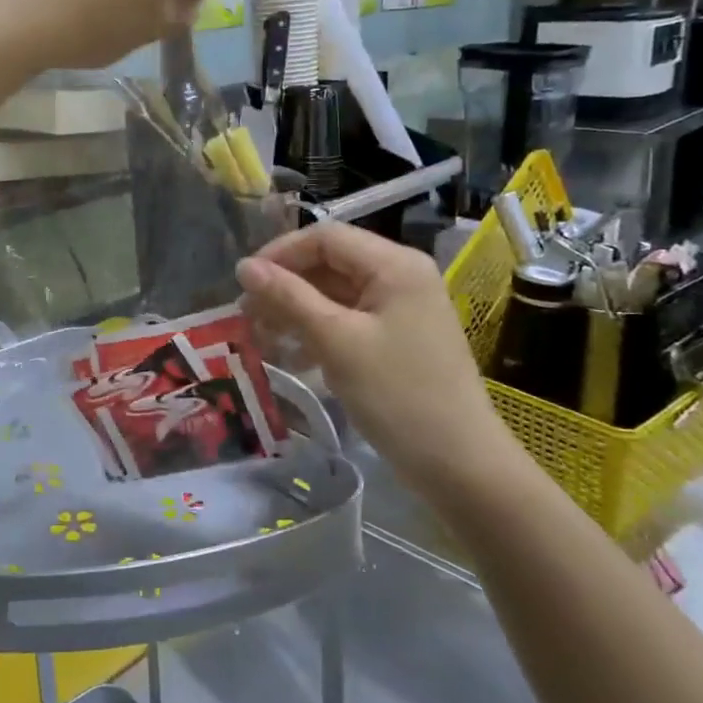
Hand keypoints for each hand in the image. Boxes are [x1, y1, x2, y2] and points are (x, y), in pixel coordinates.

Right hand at [237, 222, 518, 493]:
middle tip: (246, 316)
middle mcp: (400, 276)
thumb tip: (244, 266)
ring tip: (261, 337)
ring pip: (335, 294)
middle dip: (285, 286)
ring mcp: (401, 309)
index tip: (242, 283)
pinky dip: (318, 331)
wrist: (460, 465)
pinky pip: (349, 320)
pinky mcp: (398, 338)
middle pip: (330, 264)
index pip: (325, 237)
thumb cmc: (397, 395)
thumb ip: (288, 298)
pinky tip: (294, 356)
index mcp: (394, 265)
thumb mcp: (336, 341)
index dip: (280, 254)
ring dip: (296, 311)